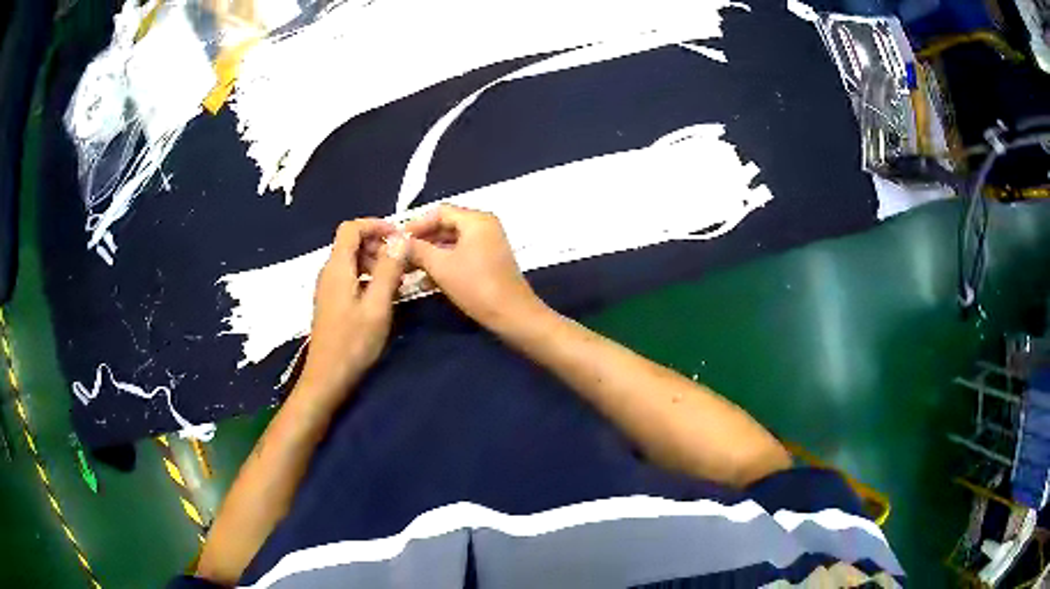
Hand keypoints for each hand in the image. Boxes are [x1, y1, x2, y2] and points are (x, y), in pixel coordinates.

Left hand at [298, 219, 407, 410]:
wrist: (327, 377)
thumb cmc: (353, 342)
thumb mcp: (377, 305)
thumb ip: (389, 269)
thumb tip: (401, 238)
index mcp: (337, 267)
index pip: (351, 228)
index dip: (375, 225)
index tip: (400, 237)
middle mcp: (329, 272)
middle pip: (351, 242)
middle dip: (379, 244)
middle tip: (403, 261)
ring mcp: (328, 288)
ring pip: (352, 260)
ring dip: (375, 261)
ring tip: (398, 280)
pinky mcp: (332, 302)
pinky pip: (351, 276)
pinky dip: (369, 276)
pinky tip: (384, 296)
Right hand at [405, 205, 546, 331]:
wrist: (512, 315)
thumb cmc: (476, 286)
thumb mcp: (441, 266)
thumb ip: (417, 250)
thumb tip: (397, 242)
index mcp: (476, 220)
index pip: (439, 212)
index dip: (416, 224)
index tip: (396, 240)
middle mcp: (484, 227)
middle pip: (445, 226)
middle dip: (422, 241)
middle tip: (400, 255)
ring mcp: (488, 245)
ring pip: (451, 243)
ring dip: (430, 255)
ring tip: (408, 269)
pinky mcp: (488, 262)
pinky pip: (461, 255)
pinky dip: (444, 264)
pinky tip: (425, 280)